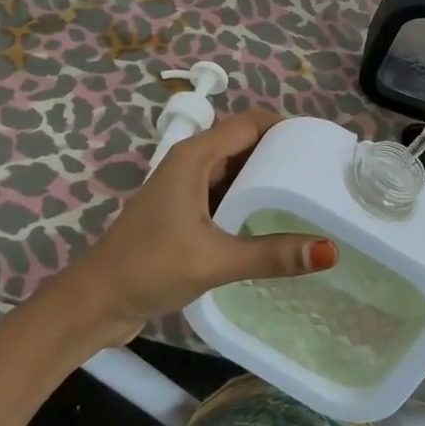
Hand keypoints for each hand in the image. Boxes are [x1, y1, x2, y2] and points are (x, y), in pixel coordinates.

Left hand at [53, 108, 338, 345]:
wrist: (95, 302)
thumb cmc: (150, 268)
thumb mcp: (215, 260)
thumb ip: (271, 254)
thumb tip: (329, 250)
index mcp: (195, 156)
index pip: (250, 123)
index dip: (286, 127)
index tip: (322, 144)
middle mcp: (190, 162)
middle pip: (244, 143)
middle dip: (281, 153)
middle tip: (322, 173)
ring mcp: (184, 186)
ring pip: (234, 169)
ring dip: (265, 177)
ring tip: (307, 194)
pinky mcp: (182, 210)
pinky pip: (223, 192)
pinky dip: (248, 198)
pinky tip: (271, 220)